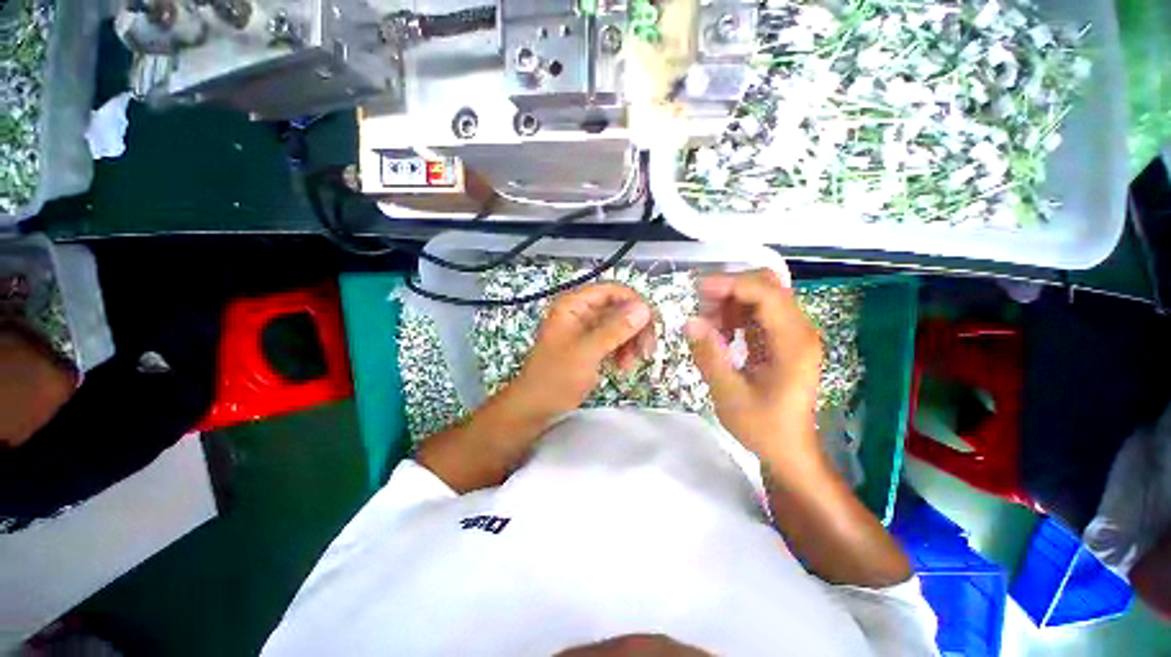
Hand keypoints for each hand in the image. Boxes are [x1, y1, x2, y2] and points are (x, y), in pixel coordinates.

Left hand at [514, 283, 654, 416]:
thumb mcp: (587, 352)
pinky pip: (613, 340)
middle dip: (634, 327)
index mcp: (574, 305)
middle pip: (618, 308)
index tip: (650, 324)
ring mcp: (585, 329)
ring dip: (630, 342)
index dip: (634, 303)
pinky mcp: (589, 345)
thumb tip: (644, 308)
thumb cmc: (556, 377)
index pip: (612, 291)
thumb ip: (615, 329)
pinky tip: (622, 367)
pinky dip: (622, 351)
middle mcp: (580, 312)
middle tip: (646, 350)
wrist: (535, 407)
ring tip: (630, 364)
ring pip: (619, 325)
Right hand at [685, 270, 821, 463]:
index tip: (698, 290)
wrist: (789, 450)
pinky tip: (721, 332)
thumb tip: (690, 321)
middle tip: (701, 306)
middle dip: (731, 288)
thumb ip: (710, 356)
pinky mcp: (782, 339)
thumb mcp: (729, 395)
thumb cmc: (763, 427)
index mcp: (793, 343)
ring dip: (731, 300)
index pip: (767, 293)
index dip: (732, 284)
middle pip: (768, 286)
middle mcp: (799, 330)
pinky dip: (735, 313)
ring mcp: (792, 333)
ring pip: (762, 295)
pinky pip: (758, 311)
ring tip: (708, 324)